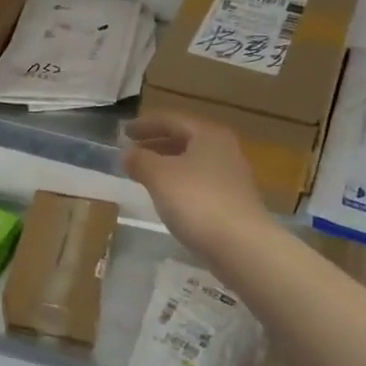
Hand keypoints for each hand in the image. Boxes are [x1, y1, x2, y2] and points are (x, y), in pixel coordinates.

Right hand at [123, 113, 271, 258]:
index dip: (145, 124)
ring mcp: (232, 177)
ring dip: (167, 164)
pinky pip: (200, 182)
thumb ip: (140, 160)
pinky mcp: (233, 202)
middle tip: (132, 151)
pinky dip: (180, 182)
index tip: (123, 132)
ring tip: (145, 174)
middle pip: (185, 139)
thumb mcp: (159, 176)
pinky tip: (167, 197)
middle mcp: (225, 149)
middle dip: (157, 143)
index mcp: (209, 134)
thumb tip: (128, 153)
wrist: (242, 246)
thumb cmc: (197, 201)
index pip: (172, 120)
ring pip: (193, 162)